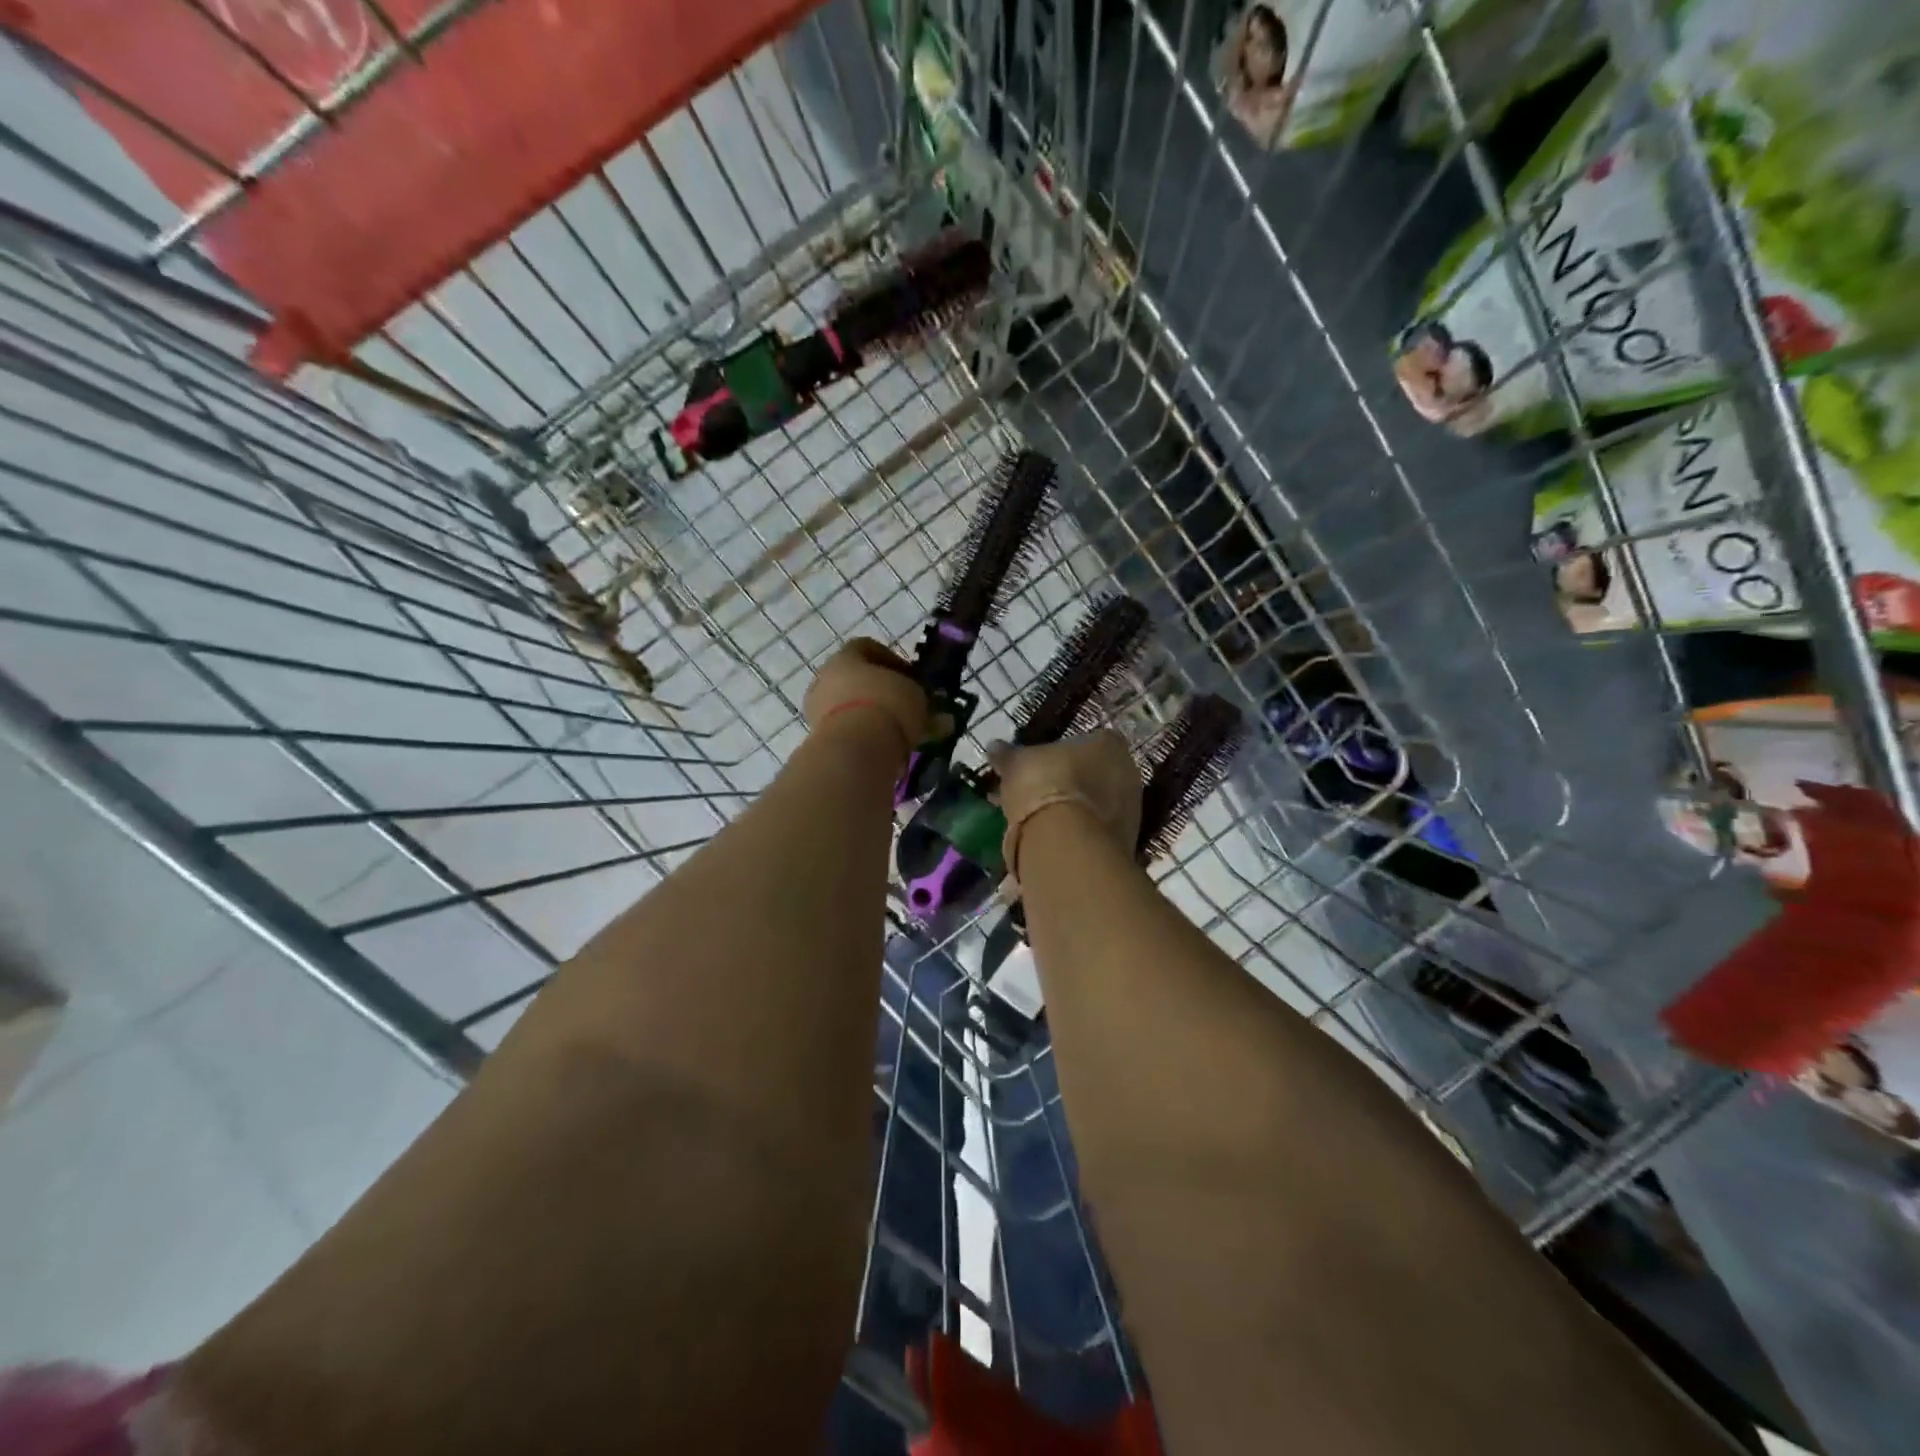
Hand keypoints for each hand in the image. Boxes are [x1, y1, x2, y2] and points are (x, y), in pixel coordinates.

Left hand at [803, 638, 928, 757]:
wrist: (855, 748)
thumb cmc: (888, 706)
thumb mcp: (916, 695)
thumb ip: (919, 696)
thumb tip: (932, 710)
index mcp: (845, 656)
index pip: (867, 647)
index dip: (892, 660)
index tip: (911, 678)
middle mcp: (825, 677)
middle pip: (856, 678)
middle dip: (881, 691)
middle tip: (905, 706)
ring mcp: (817, 708)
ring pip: (849, 707)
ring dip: (871, 716)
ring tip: (898, 733)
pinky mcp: (817, 736)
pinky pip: (845, 730)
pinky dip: (863, 736)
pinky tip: (884, 747)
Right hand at [988, 731, 1142, 884]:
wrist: (1066, 844)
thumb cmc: (1045, 786)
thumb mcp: (1016, 764)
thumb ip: (1007, 754)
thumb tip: (995, 746)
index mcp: (1109, 744)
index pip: (1091, 740)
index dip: (1066, 752)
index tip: (1044, 763)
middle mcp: (1129, 772)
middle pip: (1096, 773)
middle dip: (1072, 782)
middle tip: (1041, 792)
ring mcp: (1131, 810)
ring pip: (1097, 804)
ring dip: (1075, 810)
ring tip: (1042, 821)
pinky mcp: (1125, 842)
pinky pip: (1096, 831)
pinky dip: (1078, 833)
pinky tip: (1054, 840)